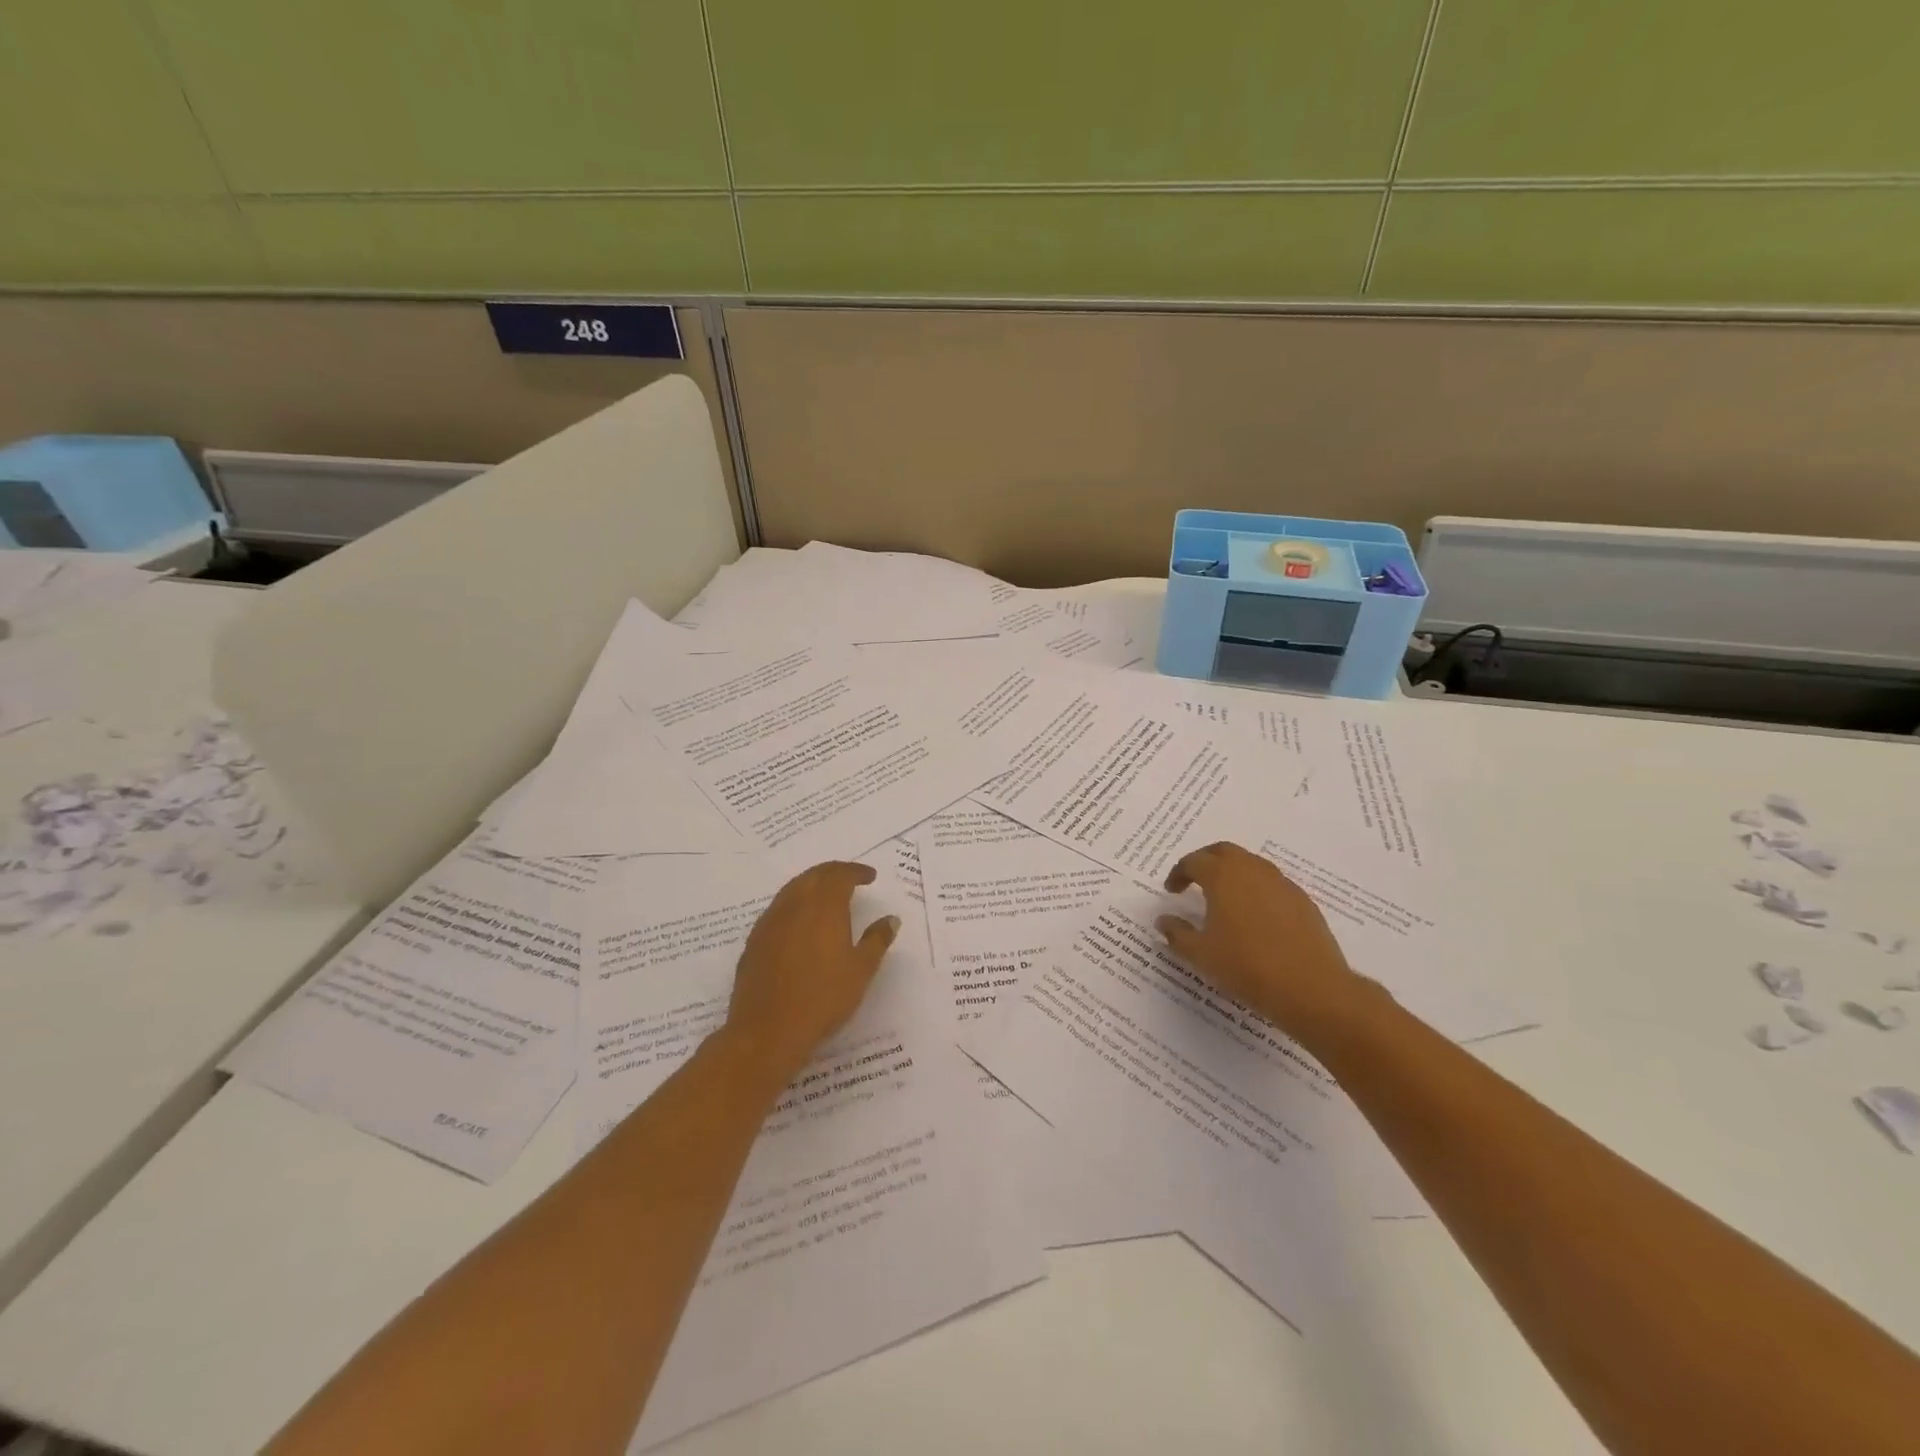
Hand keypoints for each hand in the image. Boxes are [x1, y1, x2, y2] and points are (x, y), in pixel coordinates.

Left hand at [724, 861, 899, 1078]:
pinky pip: (778, 909)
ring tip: (826, 896)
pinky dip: (794, 904)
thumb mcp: (861, 971)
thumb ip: (877, 940)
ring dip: (811, 885)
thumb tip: (890, 919)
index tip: (870, 876)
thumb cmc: (823, 999)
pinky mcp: (754, 941)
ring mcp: (770, 922)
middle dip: (833, 872)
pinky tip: (800, 923)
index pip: (840, 875)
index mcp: (823, 907)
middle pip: (814, 876)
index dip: (856, 871)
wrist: (767, 1031)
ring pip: (792, 889)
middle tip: (850, 878)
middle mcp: (794, 905)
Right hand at [1156, 841, 1369, 1039]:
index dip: (1178, 873)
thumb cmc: (1246, 967)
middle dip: (1205, 861)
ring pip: (1251, 864)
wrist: (1311, 989)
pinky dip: (1256, 889)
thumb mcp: (1201, 954)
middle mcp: (1252, 870)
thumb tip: (1163, 920)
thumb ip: (1177, 933)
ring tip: (1224, 899)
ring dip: (1233, 873)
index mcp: (1223, 876)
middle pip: (1223, 851)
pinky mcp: (1303, 901)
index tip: (1172, 890)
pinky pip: (1272, 884)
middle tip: (1194, 881)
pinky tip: (1254, 917)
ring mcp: (1282, 883)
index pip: (1194, 862)